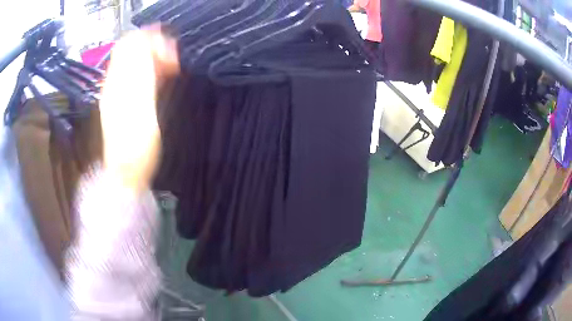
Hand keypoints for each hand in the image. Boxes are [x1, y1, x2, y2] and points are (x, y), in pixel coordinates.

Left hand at [99, 26, 178, 192]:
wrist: (126, 173)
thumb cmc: (135, 148)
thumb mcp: (140, 110)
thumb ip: (141, 76)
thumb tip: (146, 45)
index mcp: (117, 82)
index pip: (131, 43)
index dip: (152, 40)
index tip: (171, 53)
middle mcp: (115, 82)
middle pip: (133, 48)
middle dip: (155, 46)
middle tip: (174, 59)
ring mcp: (120, 91)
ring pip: (137, 60)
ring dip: (156, 57)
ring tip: (173, 67)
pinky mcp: (127, 99)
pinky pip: (139, 74)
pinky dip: (154, 69)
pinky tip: (165, 76)